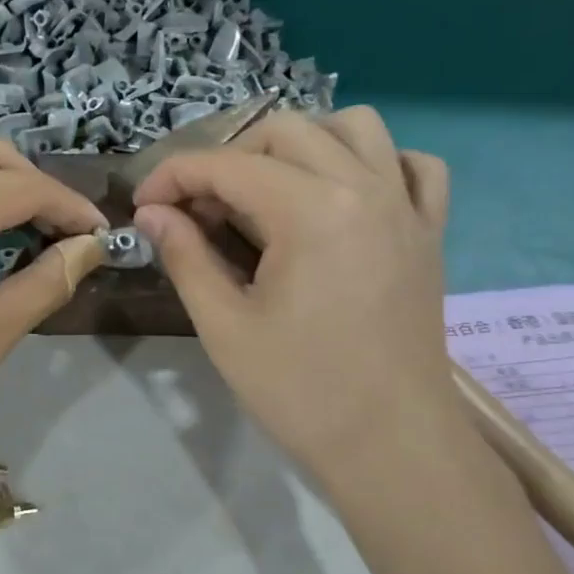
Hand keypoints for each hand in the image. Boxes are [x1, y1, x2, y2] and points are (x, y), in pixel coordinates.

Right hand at [132, 107, 461, 486]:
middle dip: (229, 158)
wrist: (391, 446)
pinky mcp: (429, 233)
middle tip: (200, 210)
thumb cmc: (301, 392)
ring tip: (271, 191)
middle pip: (286, 132)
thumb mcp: (225, 327)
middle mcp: (365, 188)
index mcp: (312, 211)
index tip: (144, 206)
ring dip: (303, 144)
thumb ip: (185, 257)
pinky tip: (347, 197)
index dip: (174, 177)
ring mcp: (406, 207)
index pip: (228, 166)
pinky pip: (414, 166)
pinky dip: (377, 163)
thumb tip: (153, 214)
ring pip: (356, 128)